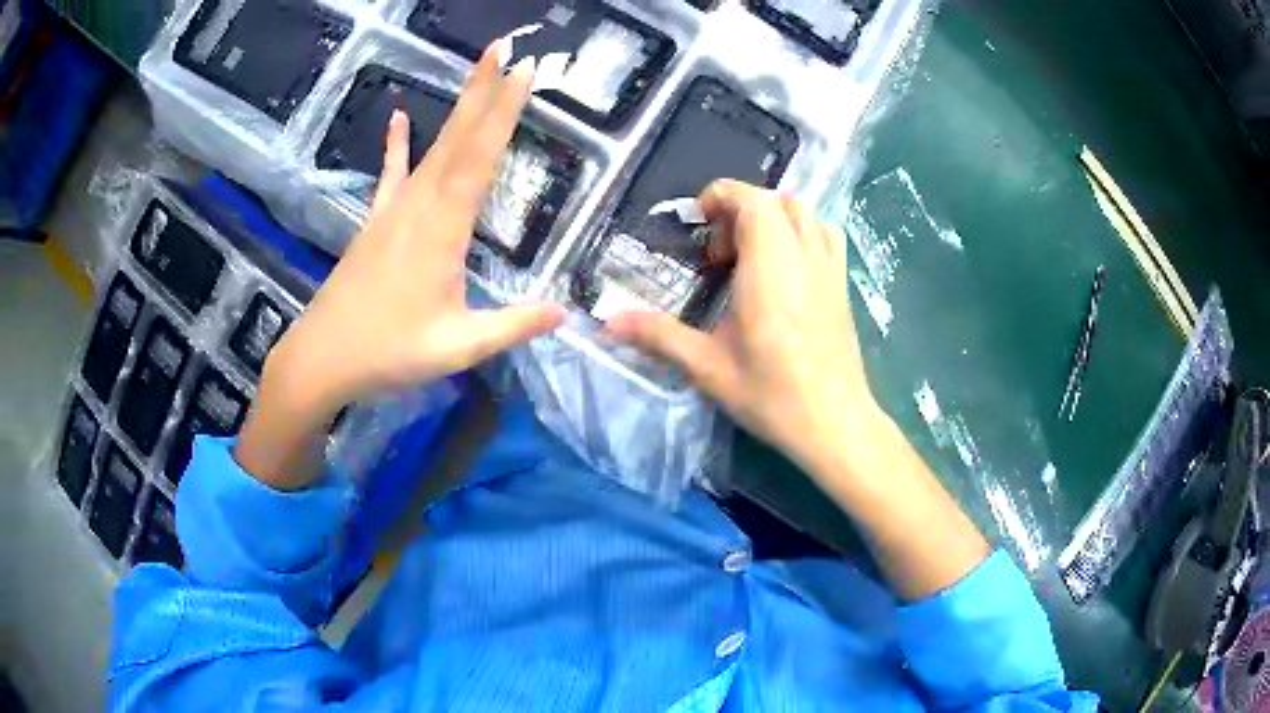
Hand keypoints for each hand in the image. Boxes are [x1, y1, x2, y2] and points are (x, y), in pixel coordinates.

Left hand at [236, 45, 563, 489]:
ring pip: (433, 147)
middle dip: (484, 90)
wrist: (323, 357)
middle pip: (457, 138)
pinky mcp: (376, 221)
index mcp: (443, 230)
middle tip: (506, 48)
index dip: (504, 113)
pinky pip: (391, 173)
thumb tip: (566, 313)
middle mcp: (419, 206)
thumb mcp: (458, 348)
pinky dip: (397, 144)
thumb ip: (513, 326)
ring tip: (478, 68)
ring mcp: (393, 210)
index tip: (525, 72)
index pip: (480, 158)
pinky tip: (401, 115)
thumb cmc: (389, 352)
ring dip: (458, 106)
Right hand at [606, 180, 880, 472]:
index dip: (721, 197)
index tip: (698, 225)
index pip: (752, 200)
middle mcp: (803, 257)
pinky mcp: (843, 285)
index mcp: (768, 269)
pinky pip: (824, 234)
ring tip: (749, 255)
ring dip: (771, 218)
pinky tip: (785, 267)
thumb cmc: (772, 395)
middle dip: (740, 210)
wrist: (835, 424)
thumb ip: (658, 336)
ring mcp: (829, 269)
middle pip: (775, 200)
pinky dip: (800, 231)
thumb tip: (607, 322)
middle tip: (717, 253)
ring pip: (803, 213)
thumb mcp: (707, 368)